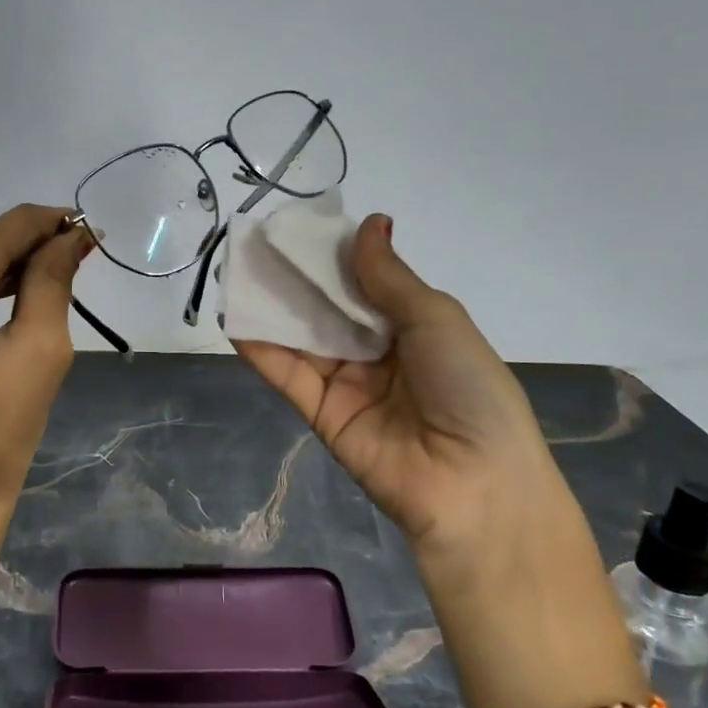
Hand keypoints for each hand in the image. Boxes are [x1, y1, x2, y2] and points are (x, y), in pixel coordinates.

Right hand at [234, 215, 560, 561]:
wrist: (473, 485)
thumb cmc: (468, 387)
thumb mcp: (436, 319)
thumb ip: (389, 276)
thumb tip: (370, 222)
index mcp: (413, 327)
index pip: (364, 282)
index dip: (334, 255)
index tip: (299, 226)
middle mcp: (377, 352)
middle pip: (328, 307)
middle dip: (296, 277)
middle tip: (257, 241)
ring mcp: (347, 383)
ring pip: (303, 337)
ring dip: (272, 306)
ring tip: (236, 269)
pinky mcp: (321, 413)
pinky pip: (289, 374)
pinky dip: (261, 348)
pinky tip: (234, 318)